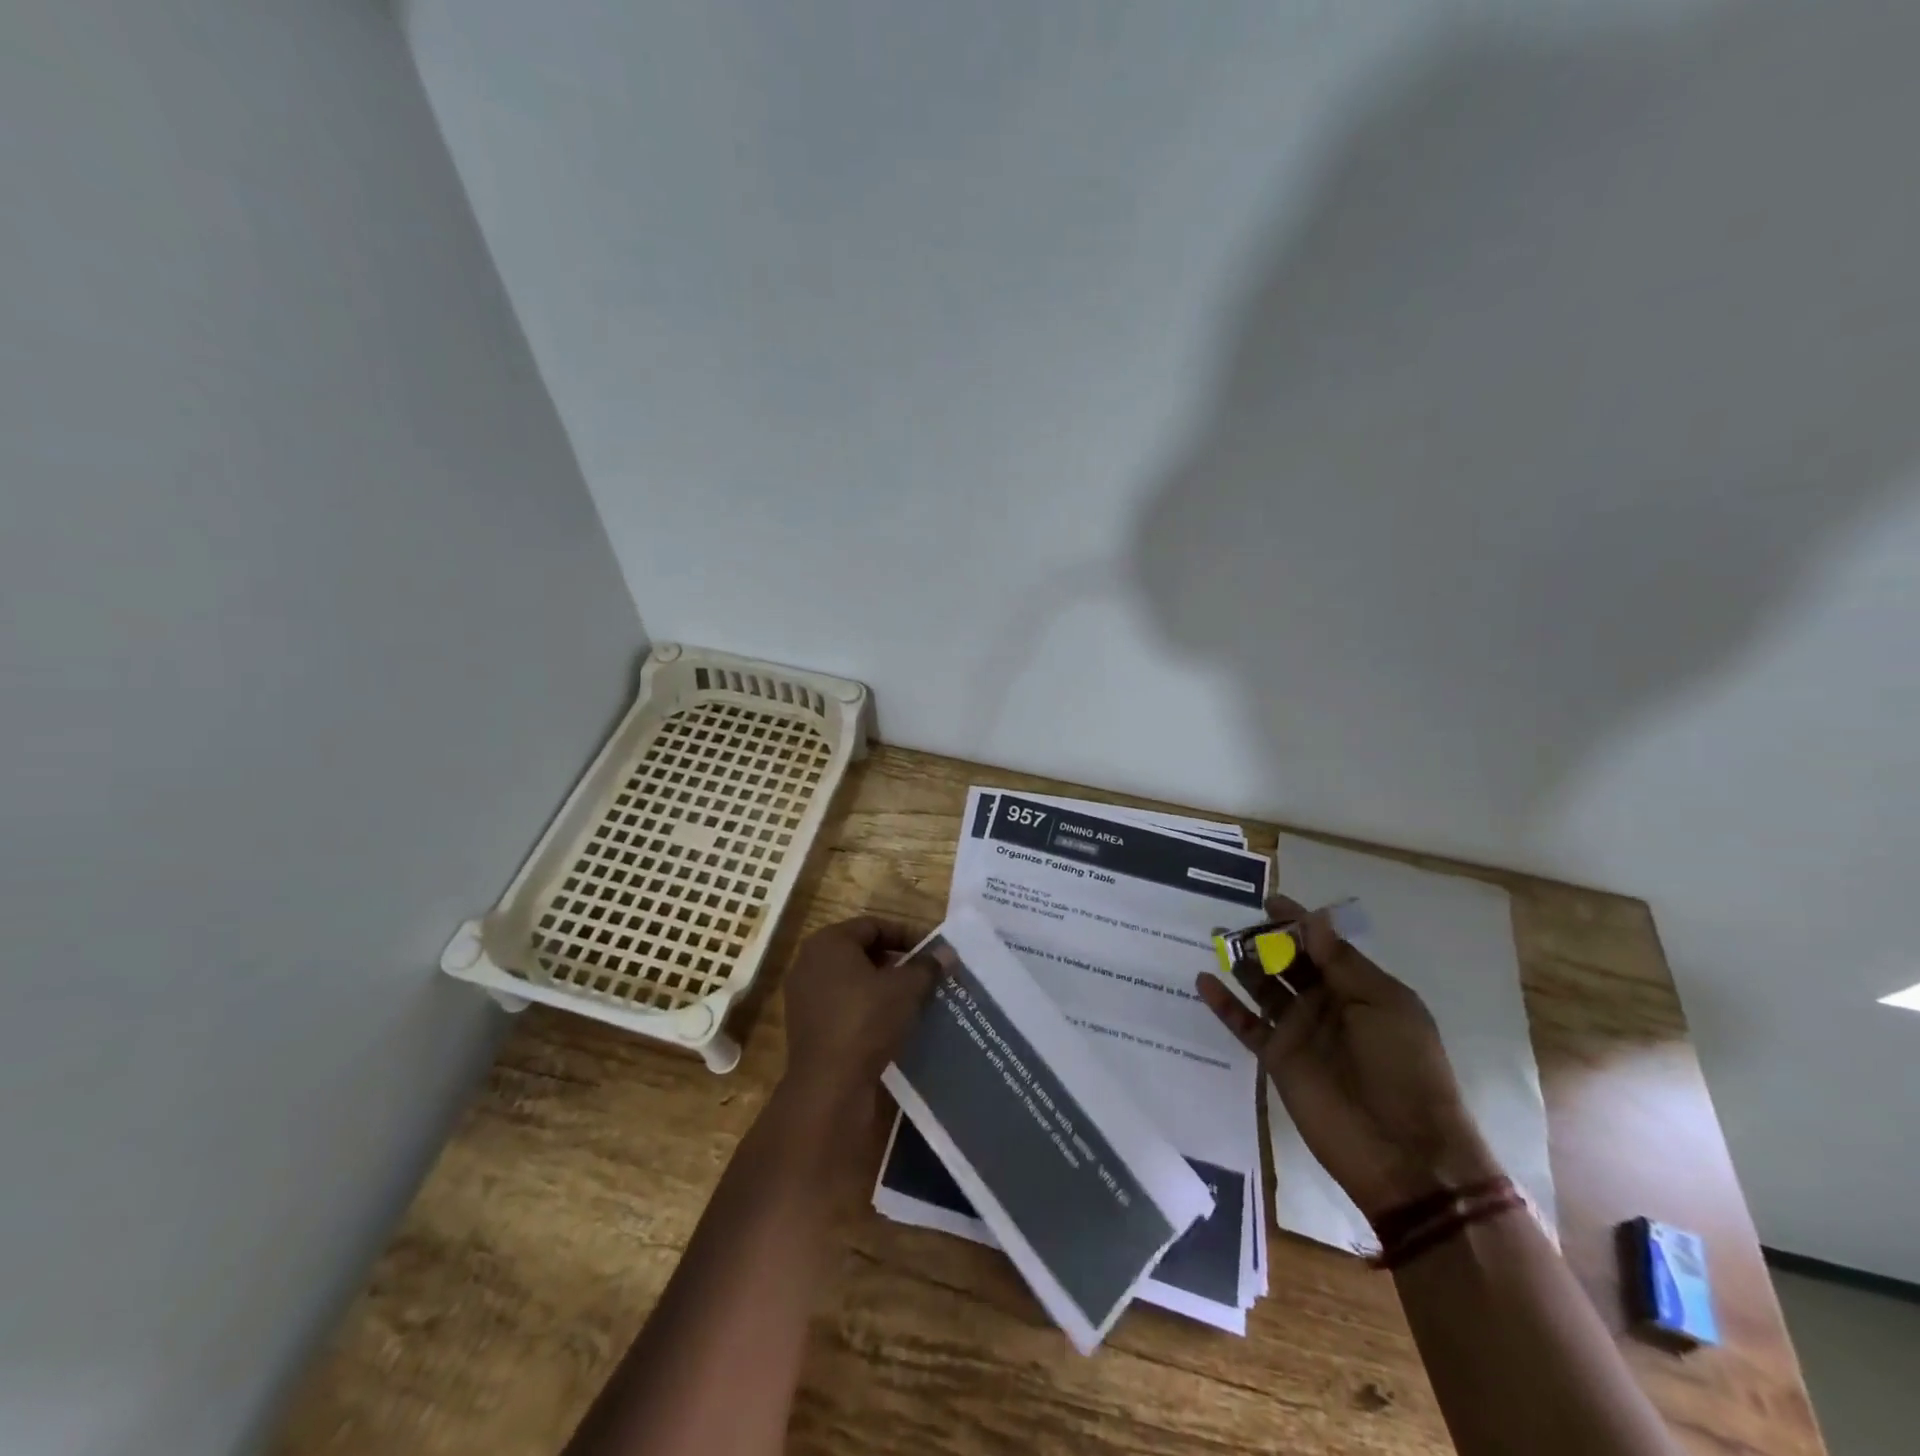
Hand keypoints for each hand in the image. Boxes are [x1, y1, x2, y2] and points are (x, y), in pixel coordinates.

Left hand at [779, 915, 935, 1116]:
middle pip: (860, 950)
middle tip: (922, 974)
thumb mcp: (906, 989)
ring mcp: (802, 993)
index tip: (931, 953)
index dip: (906, 935)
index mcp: (829, 941)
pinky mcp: (803, 1022)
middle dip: (894, 961)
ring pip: (850, 978)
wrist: (828, 1083)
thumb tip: (947, 951)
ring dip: (879, 985)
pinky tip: (887, 1021)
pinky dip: (863, 1005)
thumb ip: (927, 966)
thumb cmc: (866, 1020)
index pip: (874, 926)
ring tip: (910, 998)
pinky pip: (839, 1002)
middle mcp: (809, 960)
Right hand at [1197, 894, 1500, 1221]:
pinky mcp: (1277, 1058)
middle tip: (1237, 922)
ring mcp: (1300, 1031)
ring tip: (1216, 939)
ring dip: (1242, 964)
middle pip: (1289, 962)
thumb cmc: (1405, 1068)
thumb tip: (1312, 921)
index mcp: (1360, 989)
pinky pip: (1245, 1024)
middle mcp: (1327, 1004)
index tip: (1270, 901)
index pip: (1323, 946)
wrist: (1405, 1152)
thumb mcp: (1384, 1004)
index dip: (1298, 922)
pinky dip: (1224, 1005)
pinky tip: (1204, 981)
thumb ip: (1341, 962)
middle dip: (1266, 940)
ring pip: (1263, 987)